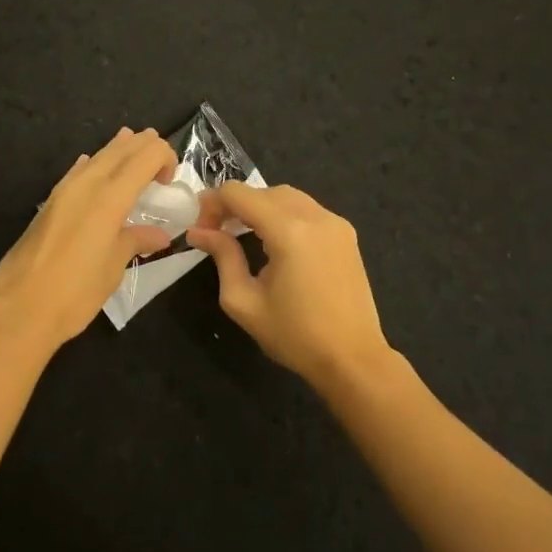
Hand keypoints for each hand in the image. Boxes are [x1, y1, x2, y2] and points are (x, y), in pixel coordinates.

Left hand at [0, 128, 177, 353]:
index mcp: (109, 197)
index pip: (145, 155)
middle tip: (159, 157)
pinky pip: (77, 172)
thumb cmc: (75, 292)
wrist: (19, 308)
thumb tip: (159, 235)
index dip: (164, 156)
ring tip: (132, 145)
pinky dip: (92, 165)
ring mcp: (63, 191)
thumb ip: (135, 242)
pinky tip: (92, 166)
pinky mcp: (49, 204)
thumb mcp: (113, 268)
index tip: (169, 181)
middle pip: (120, 150)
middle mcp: (86, 184)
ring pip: (97, 157)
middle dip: (143, 146)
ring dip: (118, 151)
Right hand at [187, 183, 393, 389]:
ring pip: (286, 196)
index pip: (238, 193)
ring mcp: (335, 223)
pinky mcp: (346, 234)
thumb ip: (222, 256)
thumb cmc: (294, 336)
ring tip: (242, 234)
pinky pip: (307, 210)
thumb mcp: (244, 301)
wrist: (353, 360)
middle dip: (234, 205)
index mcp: (288, 231)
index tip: (200, 228)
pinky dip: (283, 215)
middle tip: (217, 232)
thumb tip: (198, 232)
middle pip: (262, 191)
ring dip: (259, 207)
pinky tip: (274, 242)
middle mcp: (315, 216)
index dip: (212, 203)